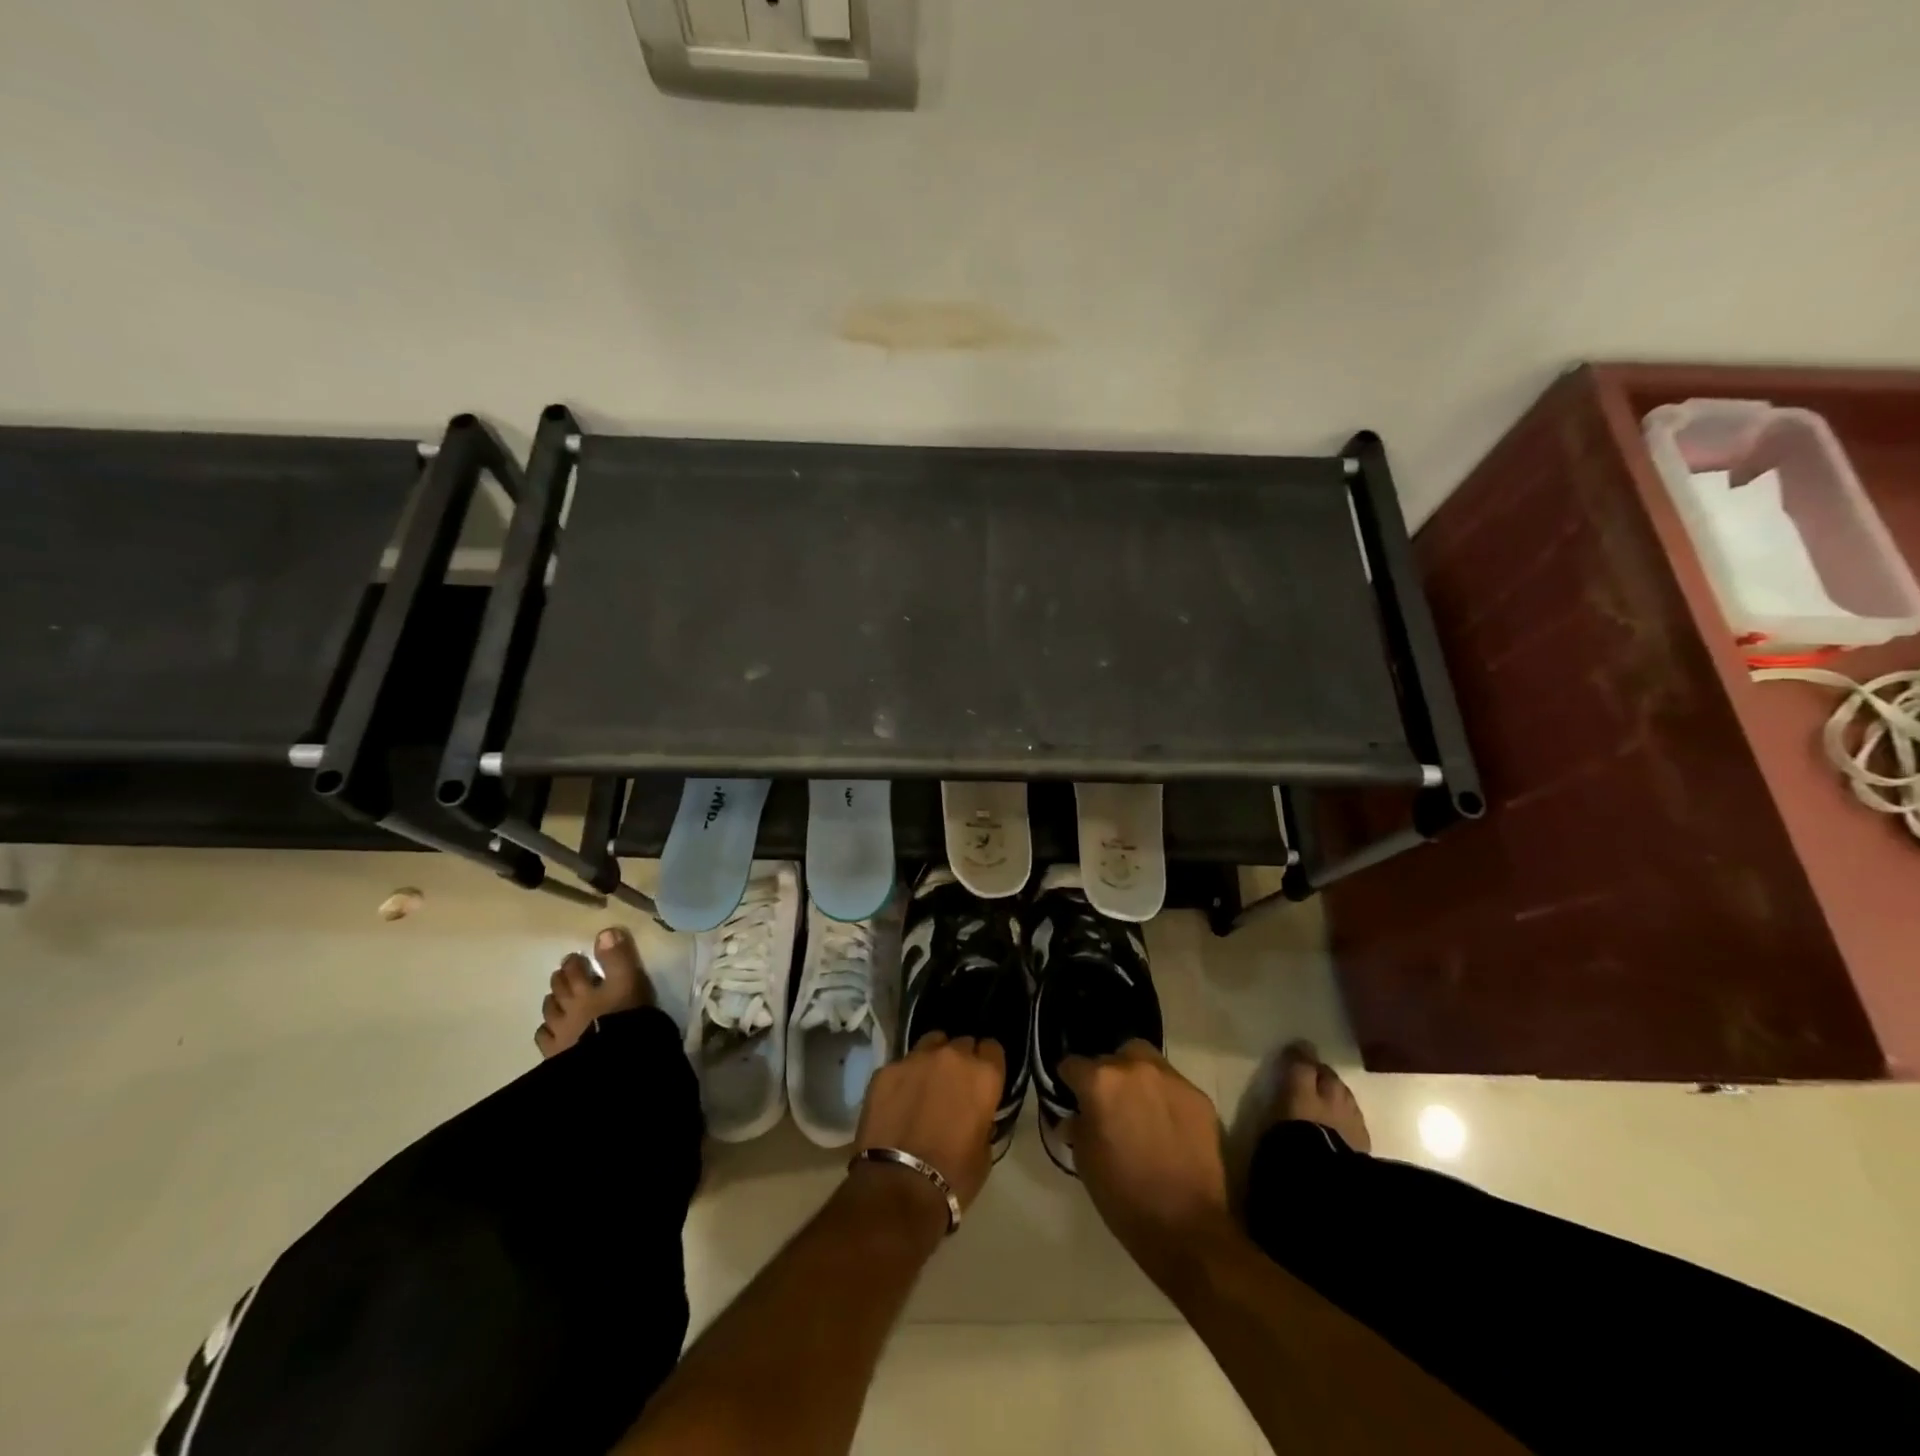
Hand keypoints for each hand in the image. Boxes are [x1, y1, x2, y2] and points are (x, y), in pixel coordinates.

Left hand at [855, 1033, 1005, 1215]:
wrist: (898, 1188)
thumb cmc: (953, 1177)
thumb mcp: (984, 1151)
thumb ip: (983, 1119)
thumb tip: (975, 1113)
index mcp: (983, 1075)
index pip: (993, 1048)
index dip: (988, 1063)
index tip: (982, 1081)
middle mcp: (952, 1056)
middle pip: (962, 1043)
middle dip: (961, 1060)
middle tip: (953, 1087)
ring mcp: (916, 1059)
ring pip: (931, 1043)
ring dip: (933, 1060)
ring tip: (925, 1085)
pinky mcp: (886, 1069)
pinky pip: (901, 1065)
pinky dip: (903, 1078)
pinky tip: (898, 1101)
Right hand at [1060, 1041, 1232, 1284]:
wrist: (1188, 1229)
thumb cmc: (1124, 1197)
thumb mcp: (1084, 1161)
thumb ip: (1077, 1126)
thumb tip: (1076, 1115)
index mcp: (1101, 1082)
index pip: (1073, 1065)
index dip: (1069, 1082)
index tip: (1072, 1098)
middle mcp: (1135, 1068)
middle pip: (1113, 1057)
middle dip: (1107, 1075)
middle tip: (1109, 1105)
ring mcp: (1171, 1079)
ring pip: (1146, 1062)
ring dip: (1138, 1079)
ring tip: (1140, 1109)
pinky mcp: (1199, 1097)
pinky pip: (1173, 1086)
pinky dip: (1165, 1098)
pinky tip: (1167, 1127)